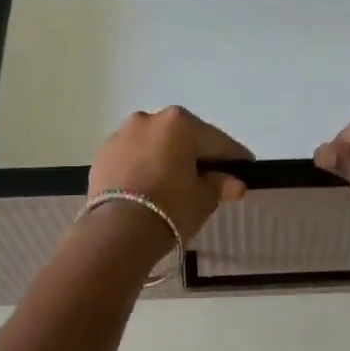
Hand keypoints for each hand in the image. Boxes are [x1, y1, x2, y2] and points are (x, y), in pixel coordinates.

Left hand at [89, 106, 252, 242]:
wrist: (117, 230)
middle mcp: (150, 119)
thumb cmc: (171, 207)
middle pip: (183, 137)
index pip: (217, 141)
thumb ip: (220, 184)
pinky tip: (150, 186)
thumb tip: (234, 183)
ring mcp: (122, 135)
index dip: (234, 157)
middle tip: (211, 177)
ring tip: (176, 183)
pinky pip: (133, 157)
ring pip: (155, 145)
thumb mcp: (204, 198)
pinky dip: (144, 167)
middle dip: (197, 155)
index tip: (246, 167)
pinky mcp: (103, 154)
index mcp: (180, 123)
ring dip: (168, 158)